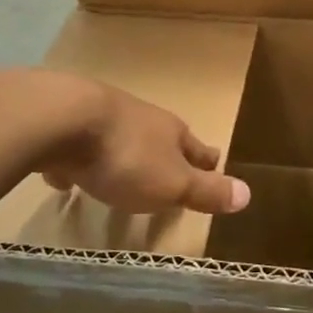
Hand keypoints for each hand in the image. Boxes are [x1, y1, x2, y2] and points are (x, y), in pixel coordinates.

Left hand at [28, 73, 250, 216]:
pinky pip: (79, 147)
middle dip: (168, 154)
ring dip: (125, 155)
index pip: (198, 149)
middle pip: (161, 139)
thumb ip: (206, 190)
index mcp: (171, 133)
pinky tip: (65, 177)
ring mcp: (104, 118)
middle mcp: (142, 120)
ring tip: (121, 175)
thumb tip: (247, 194)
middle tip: (170, 172)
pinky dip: (77, 161)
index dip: (208, 161)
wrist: (65, 119)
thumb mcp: (172, 183)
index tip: (216, 163)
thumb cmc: (127, 156)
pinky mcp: (68, 125)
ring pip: (122, 139)